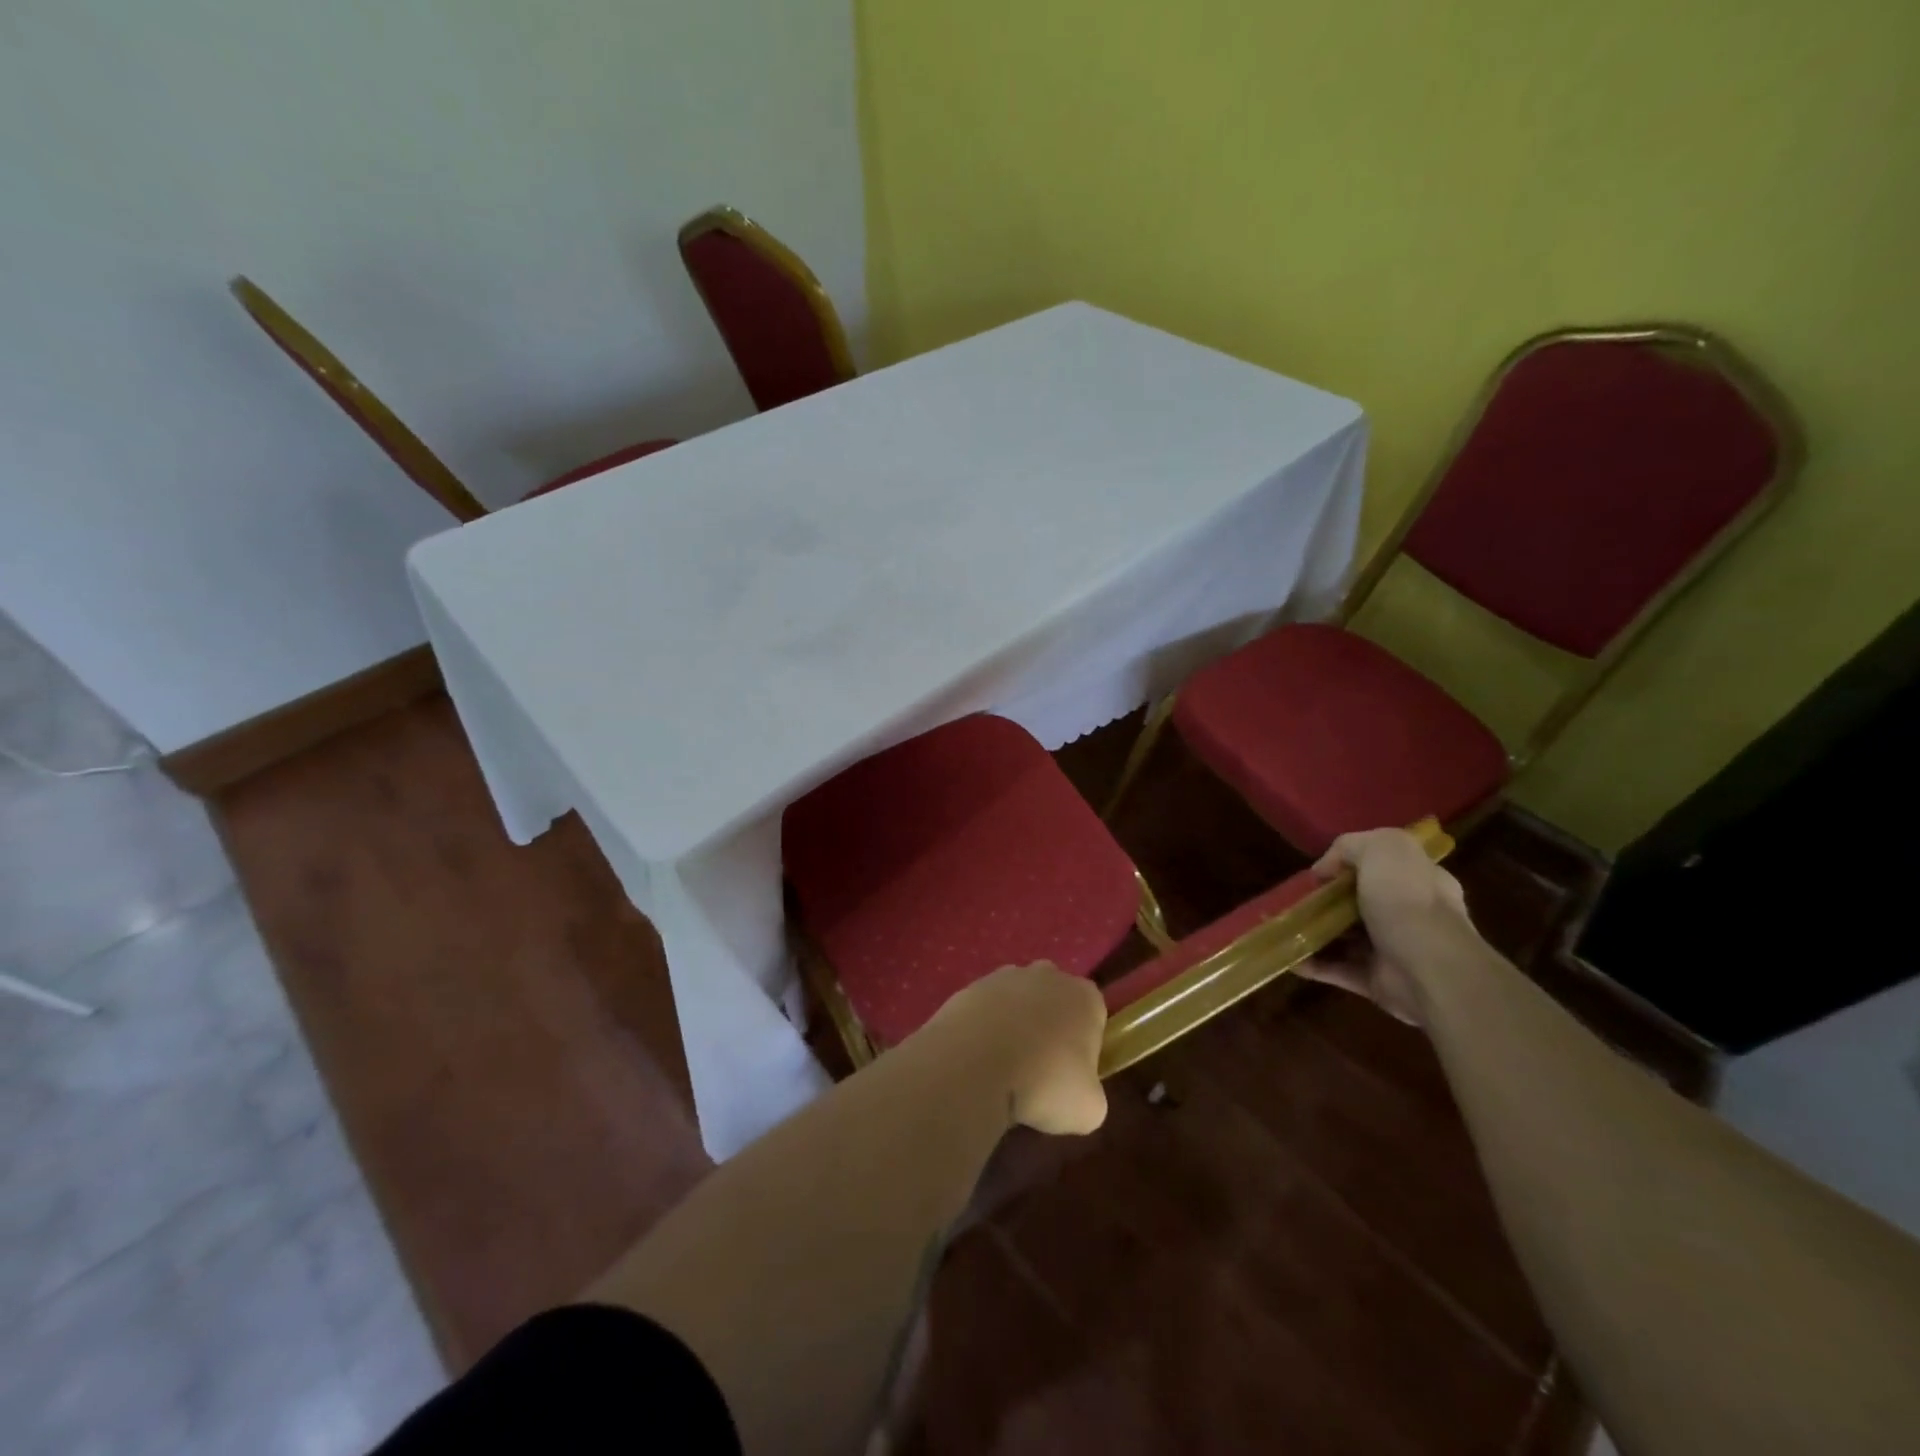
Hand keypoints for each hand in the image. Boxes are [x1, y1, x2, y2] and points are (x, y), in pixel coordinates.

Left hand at [924, 962, 1108, 1134]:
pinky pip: (985, 1008)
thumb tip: (1080, 1094)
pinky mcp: (969, 986)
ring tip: (1003, 1066)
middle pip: (1055, 998)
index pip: (1094, 1012)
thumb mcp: (1088, 1110)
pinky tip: (978, 1058)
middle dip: (1050, 1025)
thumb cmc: (1044, 1084)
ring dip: (1014, 1024)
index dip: (1086, 1042)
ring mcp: (1004, 976)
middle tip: (1040, 1068)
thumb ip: (1091, 1094)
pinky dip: (984, 1028)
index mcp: (1084, 996)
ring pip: (1017, 1000)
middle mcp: (1047, 975)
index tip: (1074, 1071)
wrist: (975, 1066)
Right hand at [1299, 828, 1472, 1025]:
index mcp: (1420, 880)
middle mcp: (1410, 914)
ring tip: (1284, 927)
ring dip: (1315, 932)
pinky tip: (1290, 957)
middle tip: (1298, 900)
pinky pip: (1338, 969)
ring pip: (1346, 937)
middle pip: (1360, 902)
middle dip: (1327, 901)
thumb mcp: (1382, 848)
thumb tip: (1326, 869)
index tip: (1321, 872)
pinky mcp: (1377, 981)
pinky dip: (1313, 964)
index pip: (1385, 866)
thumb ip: (1351, 846)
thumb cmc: (1408, 902)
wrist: (1431, 972)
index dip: (1351, 865)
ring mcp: (1393, 950)